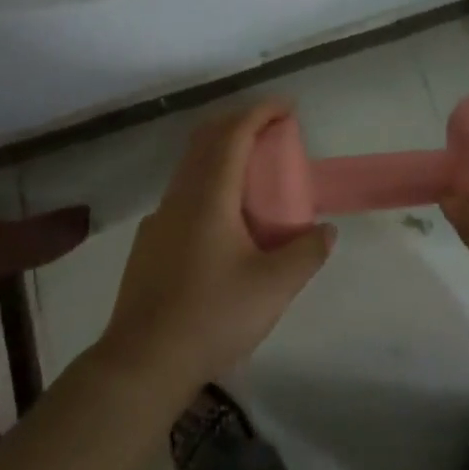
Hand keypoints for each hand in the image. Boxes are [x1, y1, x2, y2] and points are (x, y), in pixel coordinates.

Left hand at [98, 100, 334, 395]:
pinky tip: (222, 219)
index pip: (235, 132)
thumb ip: (306, 253)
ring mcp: (160, 218)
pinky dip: (207, 182)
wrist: (142, 362)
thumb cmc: (211, 316)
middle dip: (241, 123)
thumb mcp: (273, 288)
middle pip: (208, 139)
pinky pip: (182, 193)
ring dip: (222, 153)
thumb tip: (326, 231)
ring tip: (254, 172)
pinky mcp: (149, 242)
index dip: (262, 111)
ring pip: (192, 165)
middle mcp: (181, 195)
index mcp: (209, 194)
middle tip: (272, 130)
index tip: (288, 106)